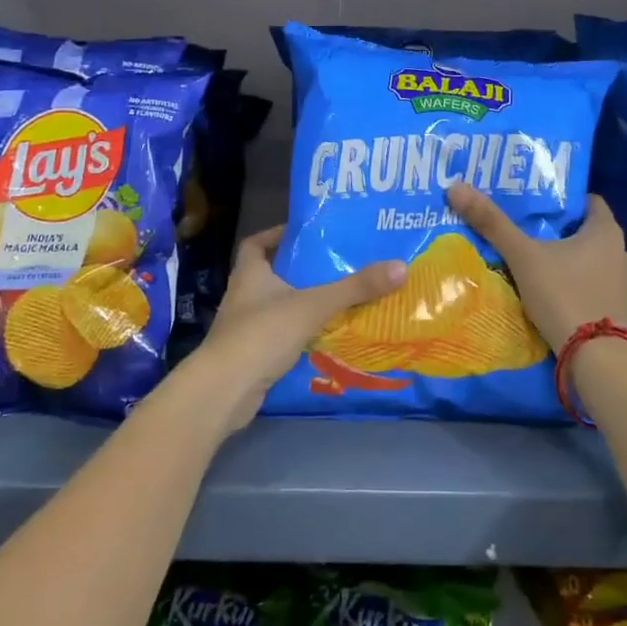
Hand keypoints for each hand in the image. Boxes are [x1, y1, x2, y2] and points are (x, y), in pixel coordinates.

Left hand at [190, 226, 406, 431]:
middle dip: (297, 272)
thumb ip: (355, 288)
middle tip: (333, 267)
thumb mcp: (314, 305)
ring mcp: (243, 328)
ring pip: (274, 308)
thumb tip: (401, 266)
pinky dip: (296, 335)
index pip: (256, 244)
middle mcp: (243, 296)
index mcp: (250, 274)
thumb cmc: (263, 334)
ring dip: (299, 305)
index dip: (275, 235)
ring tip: (335, 301)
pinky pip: (277, 337)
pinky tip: (322, 338)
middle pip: (269, 275)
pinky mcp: (249, 356)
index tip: (303, 235)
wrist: (225, 390)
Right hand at [446, 183, 626, 354]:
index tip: (537, 206)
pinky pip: (596, 288)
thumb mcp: (523, 257)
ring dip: (571, 262)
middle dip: (562, 233)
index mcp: (607, 231)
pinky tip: (556, 294)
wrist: (596, 359)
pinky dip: (579, 287)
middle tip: (530, 234)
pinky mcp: (620, 312)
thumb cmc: (564, 296)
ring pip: (593, 262)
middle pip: (588, 233)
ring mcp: (625, 285)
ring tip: (539, 265)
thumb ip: (492, 224)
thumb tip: (456, 187)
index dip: (564, 201)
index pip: (588, 202)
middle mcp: (623, 253)